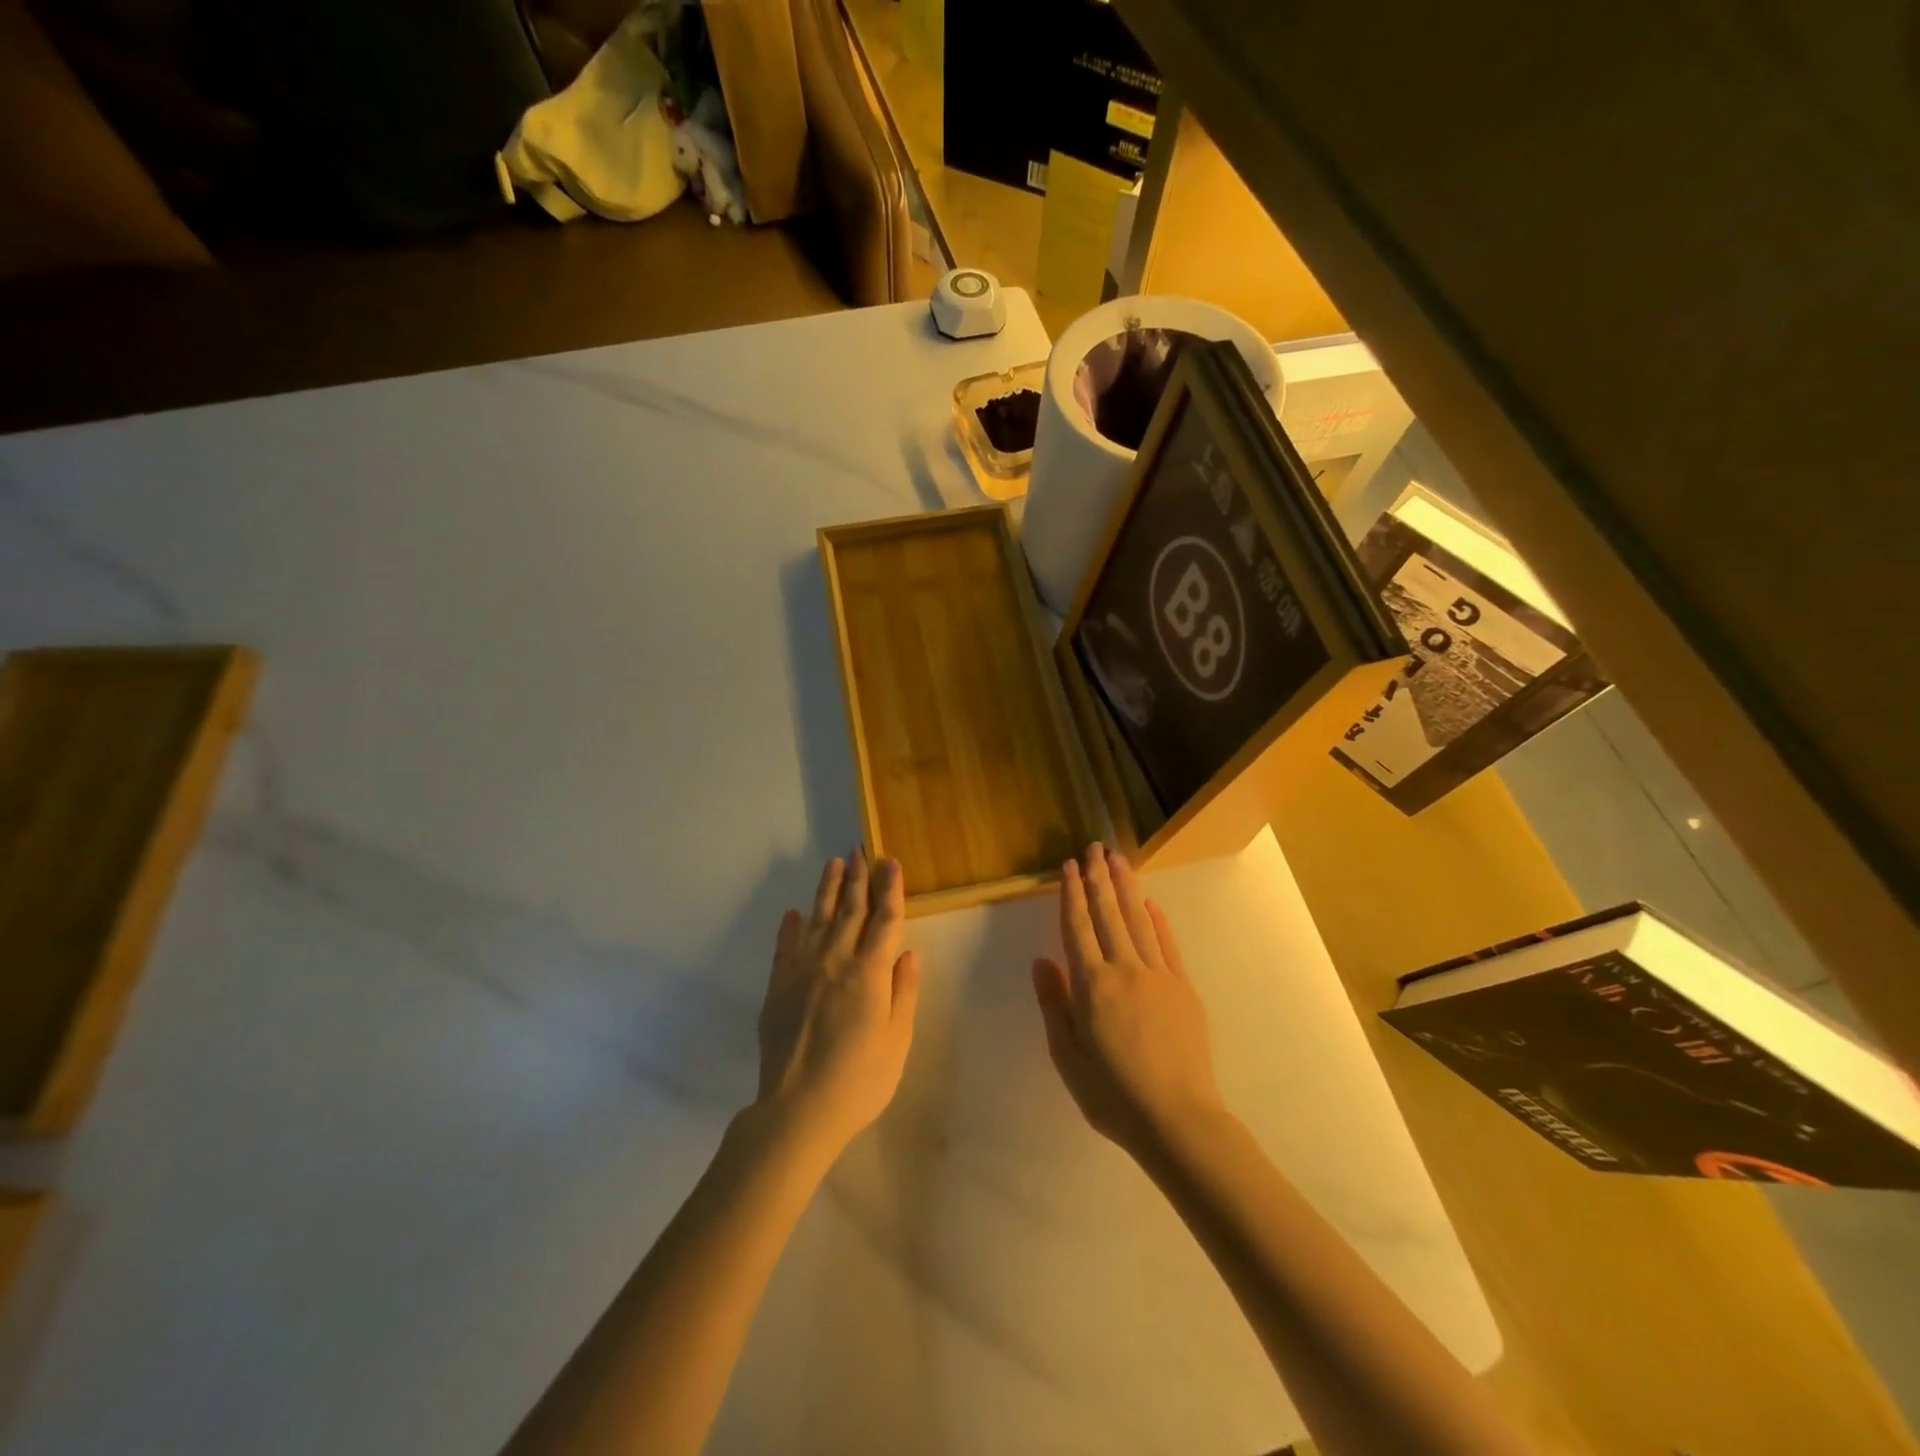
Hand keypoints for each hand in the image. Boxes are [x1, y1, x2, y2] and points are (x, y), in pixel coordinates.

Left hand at [755, 850, 922, 1157]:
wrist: (797, 1111)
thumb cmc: (859, 1081)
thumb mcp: (897, 1041)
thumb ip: (904, 992)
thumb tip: (910, 952)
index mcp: (870, 974)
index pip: (885, 921)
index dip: (890, 890)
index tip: (891, 863)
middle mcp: (836, 962)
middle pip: (850, 911)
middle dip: (858, 879)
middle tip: (860, 850)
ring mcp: (803, 972)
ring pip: (818, 920)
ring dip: (828, 890)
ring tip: (834, 864)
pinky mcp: (777, 987)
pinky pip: (784, 948)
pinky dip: (789, 927)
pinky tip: (793, 912)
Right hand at [1032, 843, 1225, 1160]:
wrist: (1178, 1119)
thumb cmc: (1112, 1094)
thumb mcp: (1067, 1057)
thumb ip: (1055, 1005)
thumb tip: (1042, 961)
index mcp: (1092, 985)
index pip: (1077, 927)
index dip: (1072, 894)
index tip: (1069, 866)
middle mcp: (1124, 969)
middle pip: (1108, 914)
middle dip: (1099, 878)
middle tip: (1094, 847)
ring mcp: (1158, 976)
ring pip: (1138, 920)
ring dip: (1126, 887)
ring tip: (1118, 859)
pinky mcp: (1183, 988)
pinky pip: (1168, 945)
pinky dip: (1158, 921)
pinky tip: (1150, 904)